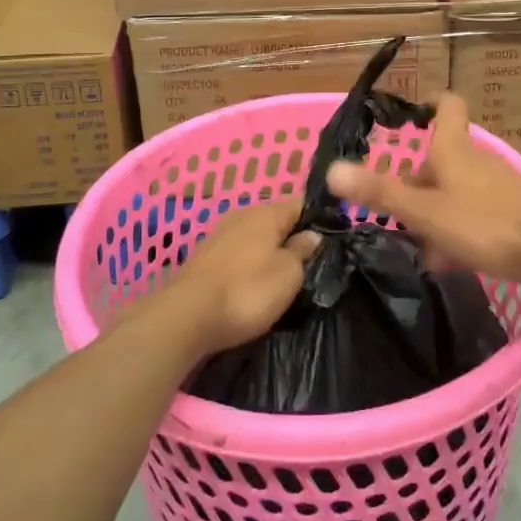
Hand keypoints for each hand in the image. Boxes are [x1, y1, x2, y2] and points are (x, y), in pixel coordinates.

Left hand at [163, 203, 317, 354]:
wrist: (187, 316)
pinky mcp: (205, 258)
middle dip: (293, 237)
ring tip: (286, 278)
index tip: (334, 240)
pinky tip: (255, 284)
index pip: (301, 204)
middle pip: (277, 220)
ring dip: (270, 253)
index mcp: (267, 212)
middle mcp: (242, 215)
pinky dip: (250, 265)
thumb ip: (303, 251)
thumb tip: (312, 235)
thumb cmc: (247, 291)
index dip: (320, 219)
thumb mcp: (289, 274)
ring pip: (256, 238)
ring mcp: (220, 235)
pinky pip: (238, 254)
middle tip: (312, 264)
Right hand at [325, 92, 520, 289]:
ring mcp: (498, 185)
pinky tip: (452, 259)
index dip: (430, 103)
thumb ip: (381, 192)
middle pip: (443, 157)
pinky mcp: (513, 210)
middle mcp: (477, 160)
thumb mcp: (425, 212)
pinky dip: (458, 226)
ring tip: (418, 242)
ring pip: (457, 188)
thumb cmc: (485, 223)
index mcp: (454, 149)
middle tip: (394, 207)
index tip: (410, 114)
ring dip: (435, 209)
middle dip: (417, 180)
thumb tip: (331, 169)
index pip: (448, 106)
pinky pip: (475, 211)